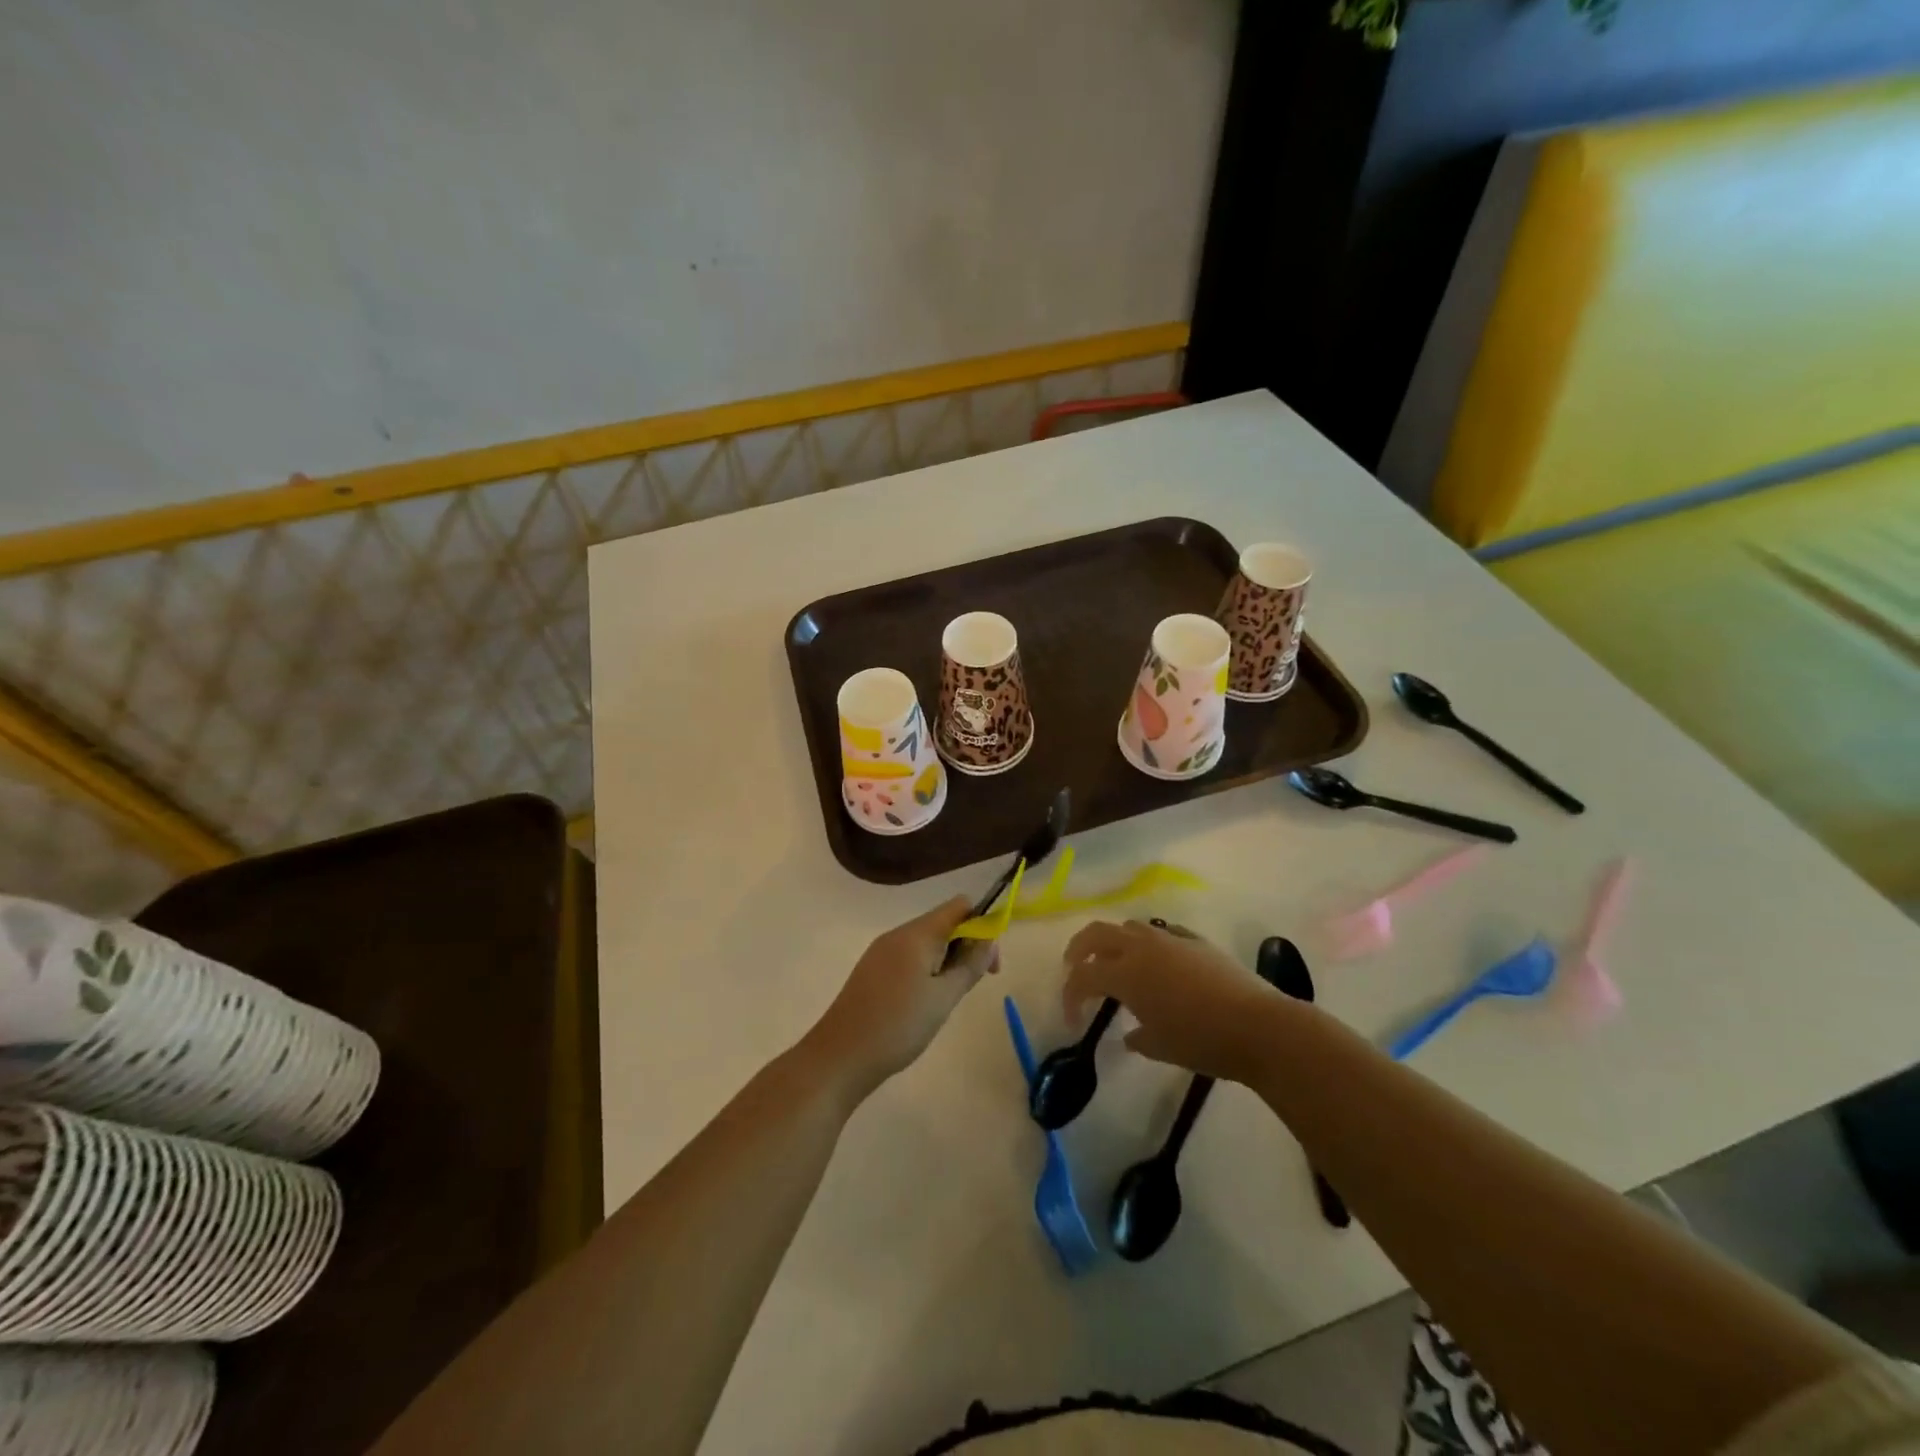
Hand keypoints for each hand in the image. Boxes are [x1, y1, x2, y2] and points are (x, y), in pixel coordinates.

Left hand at [805, 897, 997, 1097]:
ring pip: (927, 942)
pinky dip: (927, 970)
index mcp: (917, 934)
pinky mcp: (872, 971)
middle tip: (974, 984)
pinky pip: (909, 957)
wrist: (839, 1057)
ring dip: (947, 960)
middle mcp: (898, 934)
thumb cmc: (898, 1026)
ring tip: (948, 998)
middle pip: (943, 923)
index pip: (959, 906)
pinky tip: (925, 1002)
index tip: (990, 961)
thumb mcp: (944, 998)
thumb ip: (970, 965)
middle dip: (966, 946)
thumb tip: (989, 938)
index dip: (982, 924)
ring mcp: (881, 952)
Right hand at [1062, 919, 1283, 1083]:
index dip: (1070, 996)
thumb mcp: (1161, 1047)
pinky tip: (1158, 963)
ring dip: (1114, 942)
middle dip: (1079, 949)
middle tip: (1074, 967)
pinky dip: (1149, 944)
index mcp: (1126, 973)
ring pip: (1129, 927)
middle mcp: (1142, 947)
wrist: (1259, 1026)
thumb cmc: (1202, 1041)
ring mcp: (1170, 939)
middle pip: (1097, 933)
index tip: (1073, 1020)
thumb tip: (1130, 1034)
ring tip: (1115, 963)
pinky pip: (1162, 933)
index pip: (1083, 976)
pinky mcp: (1196, 940)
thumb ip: (1138, 1037)